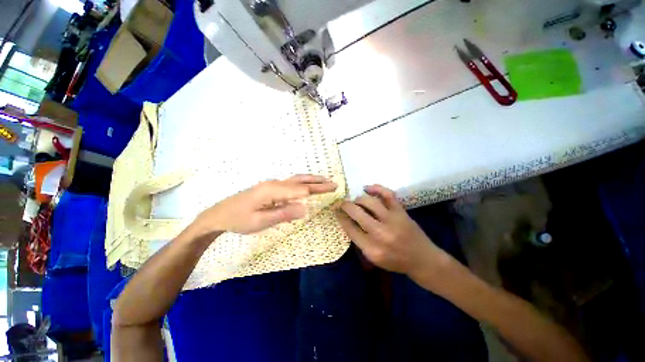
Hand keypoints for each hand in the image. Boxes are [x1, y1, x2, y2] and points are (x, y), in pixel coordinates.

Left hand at [196, 175, 336, 234]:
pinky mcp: (271, 188)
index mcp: (273, 190)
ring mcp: (272, 184)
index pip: (300, 189)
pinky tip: (307, 186)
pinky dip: (303, 183)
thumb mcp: (260, 221)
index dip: (317, 189)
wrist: (219, 214)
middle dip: (318, 182)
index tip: (332, 188)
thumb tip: (305, 208)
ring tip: (324, 181)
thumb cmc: (239, 220)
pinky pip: (291, 183)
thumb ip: (283, 214)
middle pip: (300, 182)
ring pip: (296, 180)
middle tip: (333, 183)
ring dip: (311, 180)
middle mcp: (275, 183)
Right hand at [336, 185, 447, 278]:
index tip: (337, 211)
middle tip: (342, 204)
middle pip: (356, 212)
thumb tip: (347, 220)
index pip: (349, 228)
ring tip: (356, 201)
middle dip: (346, 206)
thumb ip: (359, 240)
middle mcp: (380, 233)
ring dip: (358, 199)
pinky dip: (376, 188)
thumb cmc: (395, 261)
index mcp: (372, 249)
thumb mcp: (373, 258)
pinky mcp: (401, 211)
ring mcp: (392, 220)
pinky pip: (387, 194)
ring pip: (369, 201)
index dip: (341, 217)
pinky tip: (367, 188)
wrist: (422, 259)